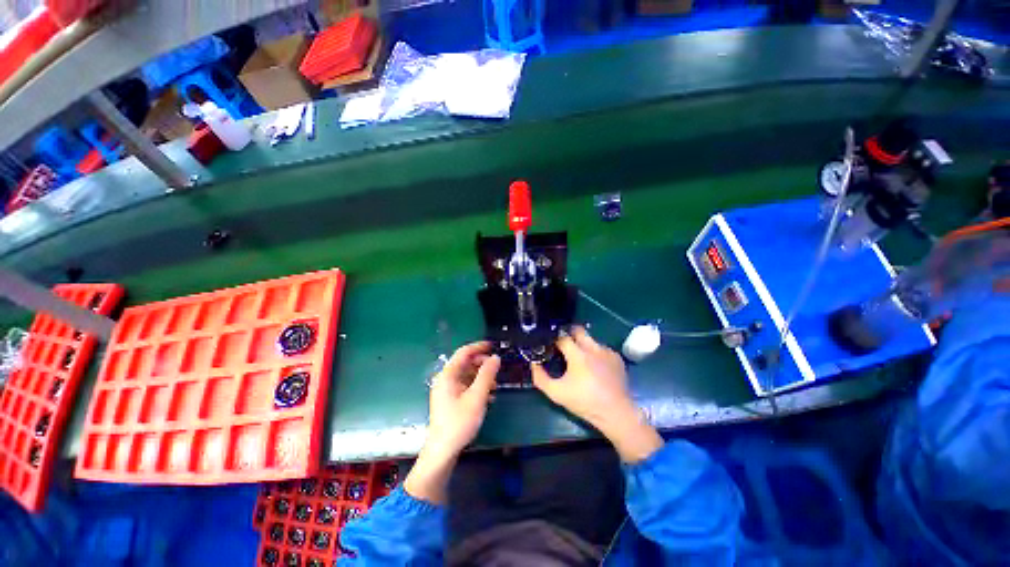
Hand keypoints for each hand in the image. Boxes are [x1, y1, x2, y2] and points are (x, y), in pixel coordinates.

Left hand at [406, 342, 499, 503]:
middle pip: (465, 363)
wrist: (442, 451)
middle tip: (497, 369)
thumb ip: (487, 375)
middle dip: (482, 364)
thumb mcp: (477, 397)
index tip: (494, 346)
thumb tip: (495, 357)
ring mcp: (447, 390)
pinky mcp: (450, 400)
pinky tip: (488, 397)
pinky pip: (465, 386)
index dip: (479, 347)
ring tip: (495, 386)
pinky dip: (477, 387)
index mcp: (448, 375)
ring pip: (467, 375)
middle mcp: (445, 379)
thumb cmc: (459, 422)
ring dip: (481, 377)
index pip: (464, 352)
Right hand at [532, 326, 662, 462]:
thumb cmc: (584, 402)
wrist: (616, 413)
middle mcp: (593, 348)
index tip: (550, 346)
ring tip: (580, 360)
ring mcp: (607, 351)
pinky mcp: (617, 357)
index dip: (554, 340)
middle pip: (578, 330)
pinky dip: (595, 353)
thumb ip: (540, 378)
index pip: (562, 337)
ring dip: (582, 344)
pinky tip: (595, 367)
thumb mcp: (557, 393)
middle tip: (564, 345)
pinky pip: (601, 348)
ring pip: (590, 339)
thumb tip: (534, 364)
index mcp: (578, 355)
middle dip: (569, 334)